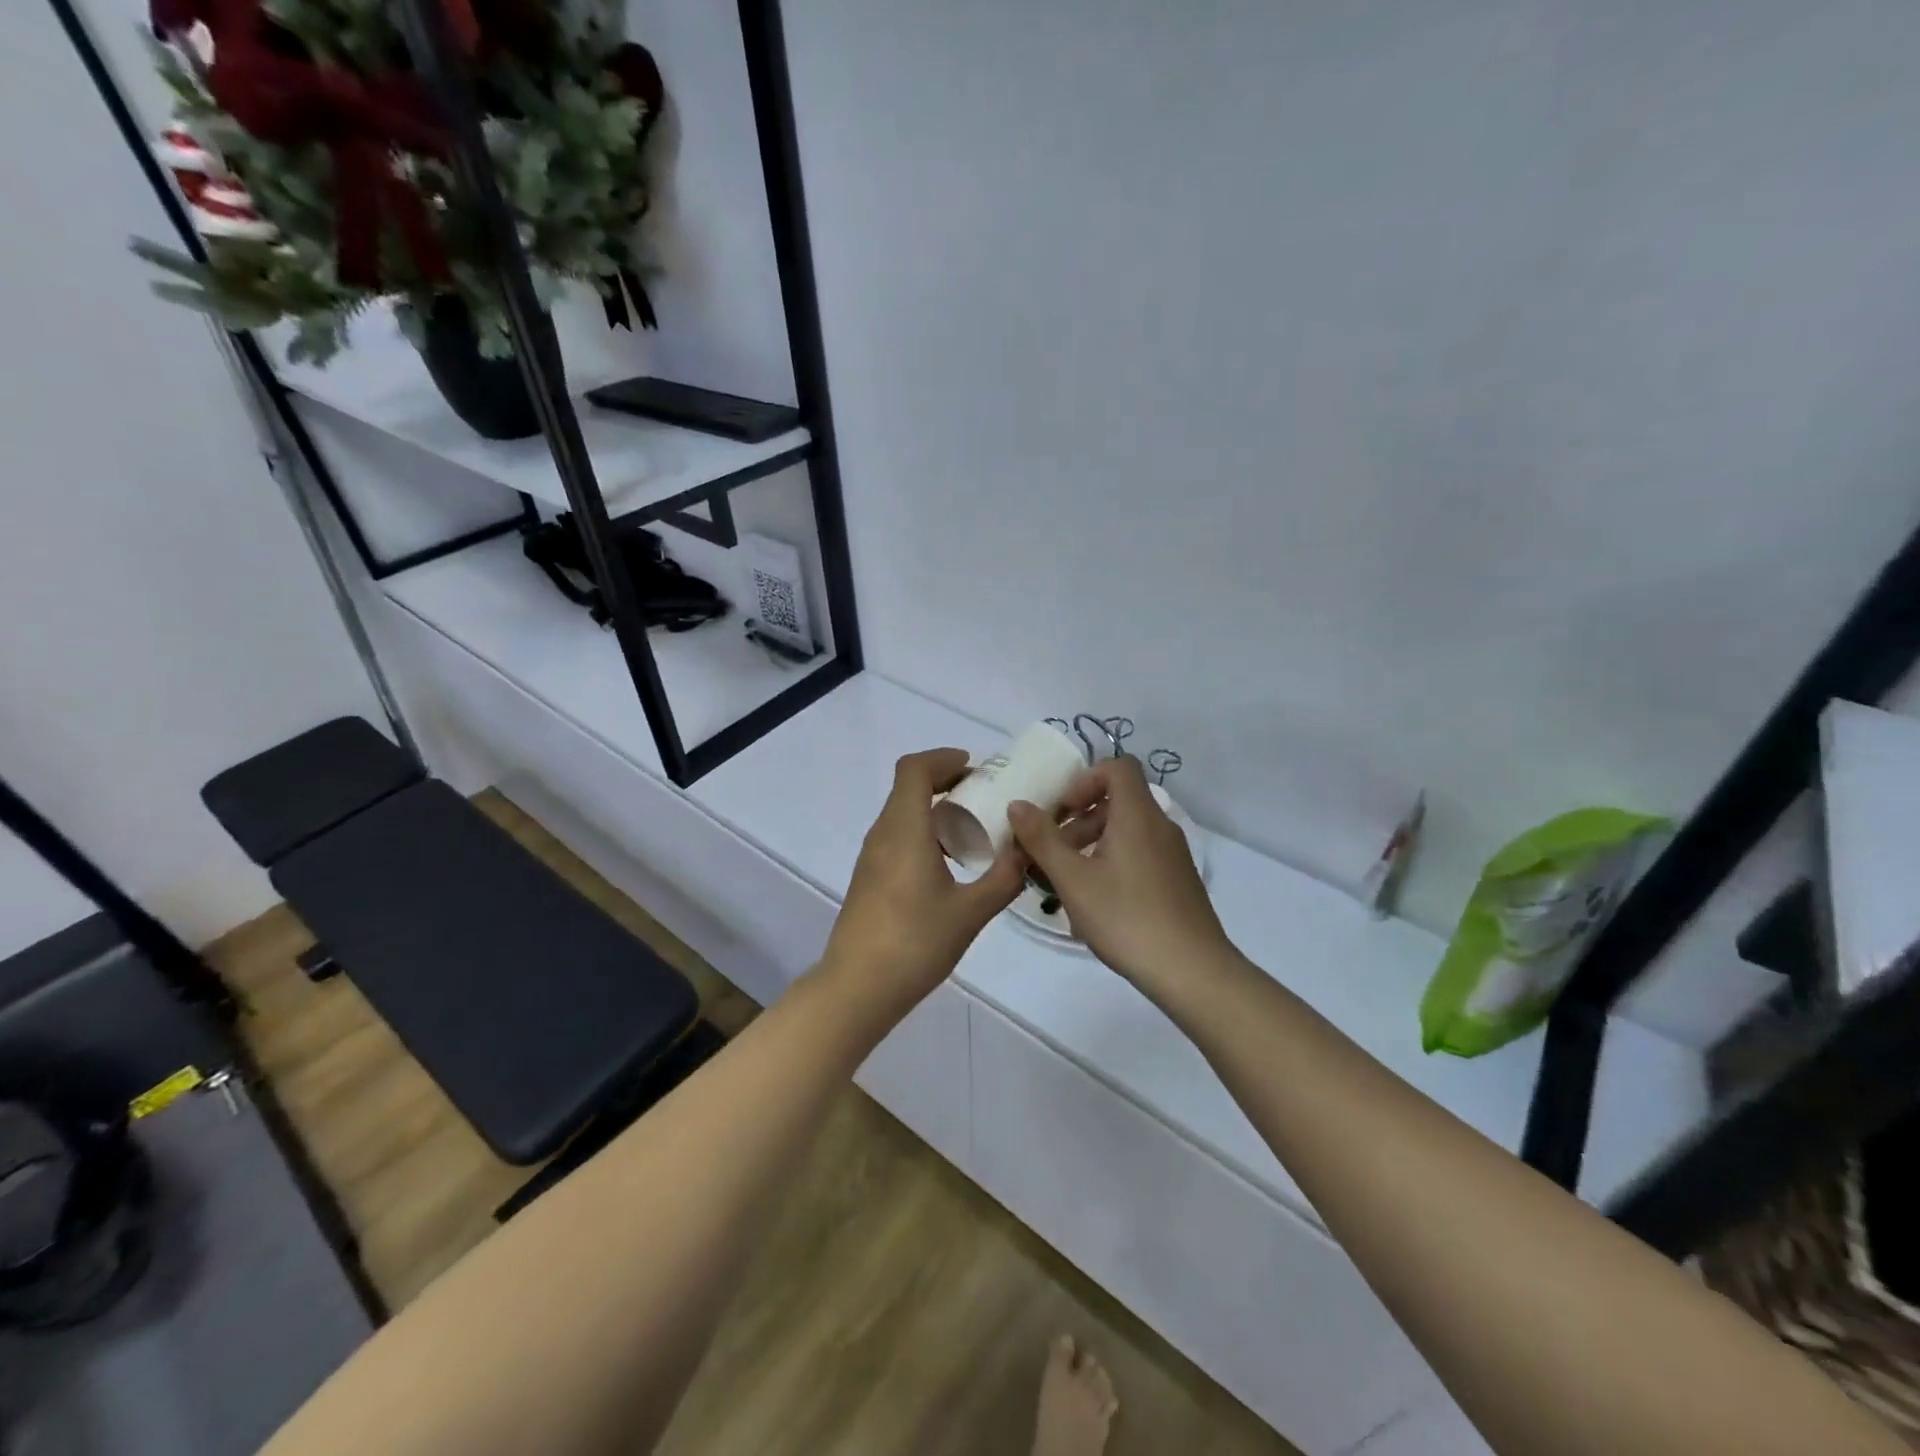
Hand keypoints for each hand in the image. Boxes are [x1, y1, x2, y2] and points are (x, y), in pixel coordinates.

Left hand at [823, 748, 1025, 1008]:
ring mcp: (872, 857)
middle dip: (946, 782)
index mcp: (904, 830)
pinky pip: (898, 837)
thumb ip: (1004, 878)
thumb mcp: (970, 912)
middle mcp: (883, 834)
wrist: (857, 988)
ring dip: (936, 809)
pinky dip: (925, 832)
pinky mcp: (870, 878)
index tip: (975, 768)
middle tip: (985, 795)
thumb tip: (1029, 851)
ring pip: (903, 813)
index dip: (943, 759)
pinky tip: (951, 864)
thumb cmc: (914, 943)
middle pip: (908, 787)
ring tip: (975, 829)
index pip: (914, 770)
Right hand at [1008, 755, 1233, 988]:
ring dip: (1093, 844)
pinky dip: (1114, 863)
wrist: (1192, 971)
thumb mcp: (1073, 880)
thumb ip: (1042, 839)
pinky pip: (1140, 855)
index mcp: (1138, 815)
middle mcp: (1160, 826)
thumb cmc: (1126, 918)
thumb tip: (1018, 804)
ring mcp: (1174, 855)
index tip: (1062, 811)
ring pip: (1128, 831)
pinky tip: (1096, 903)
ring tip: (1067, 881)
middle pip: (1118, 801)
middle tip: (1053, 851)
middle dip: (1080, 819)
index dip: (1085, 780)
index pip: (1118, 767)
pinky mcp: (1178, 881)